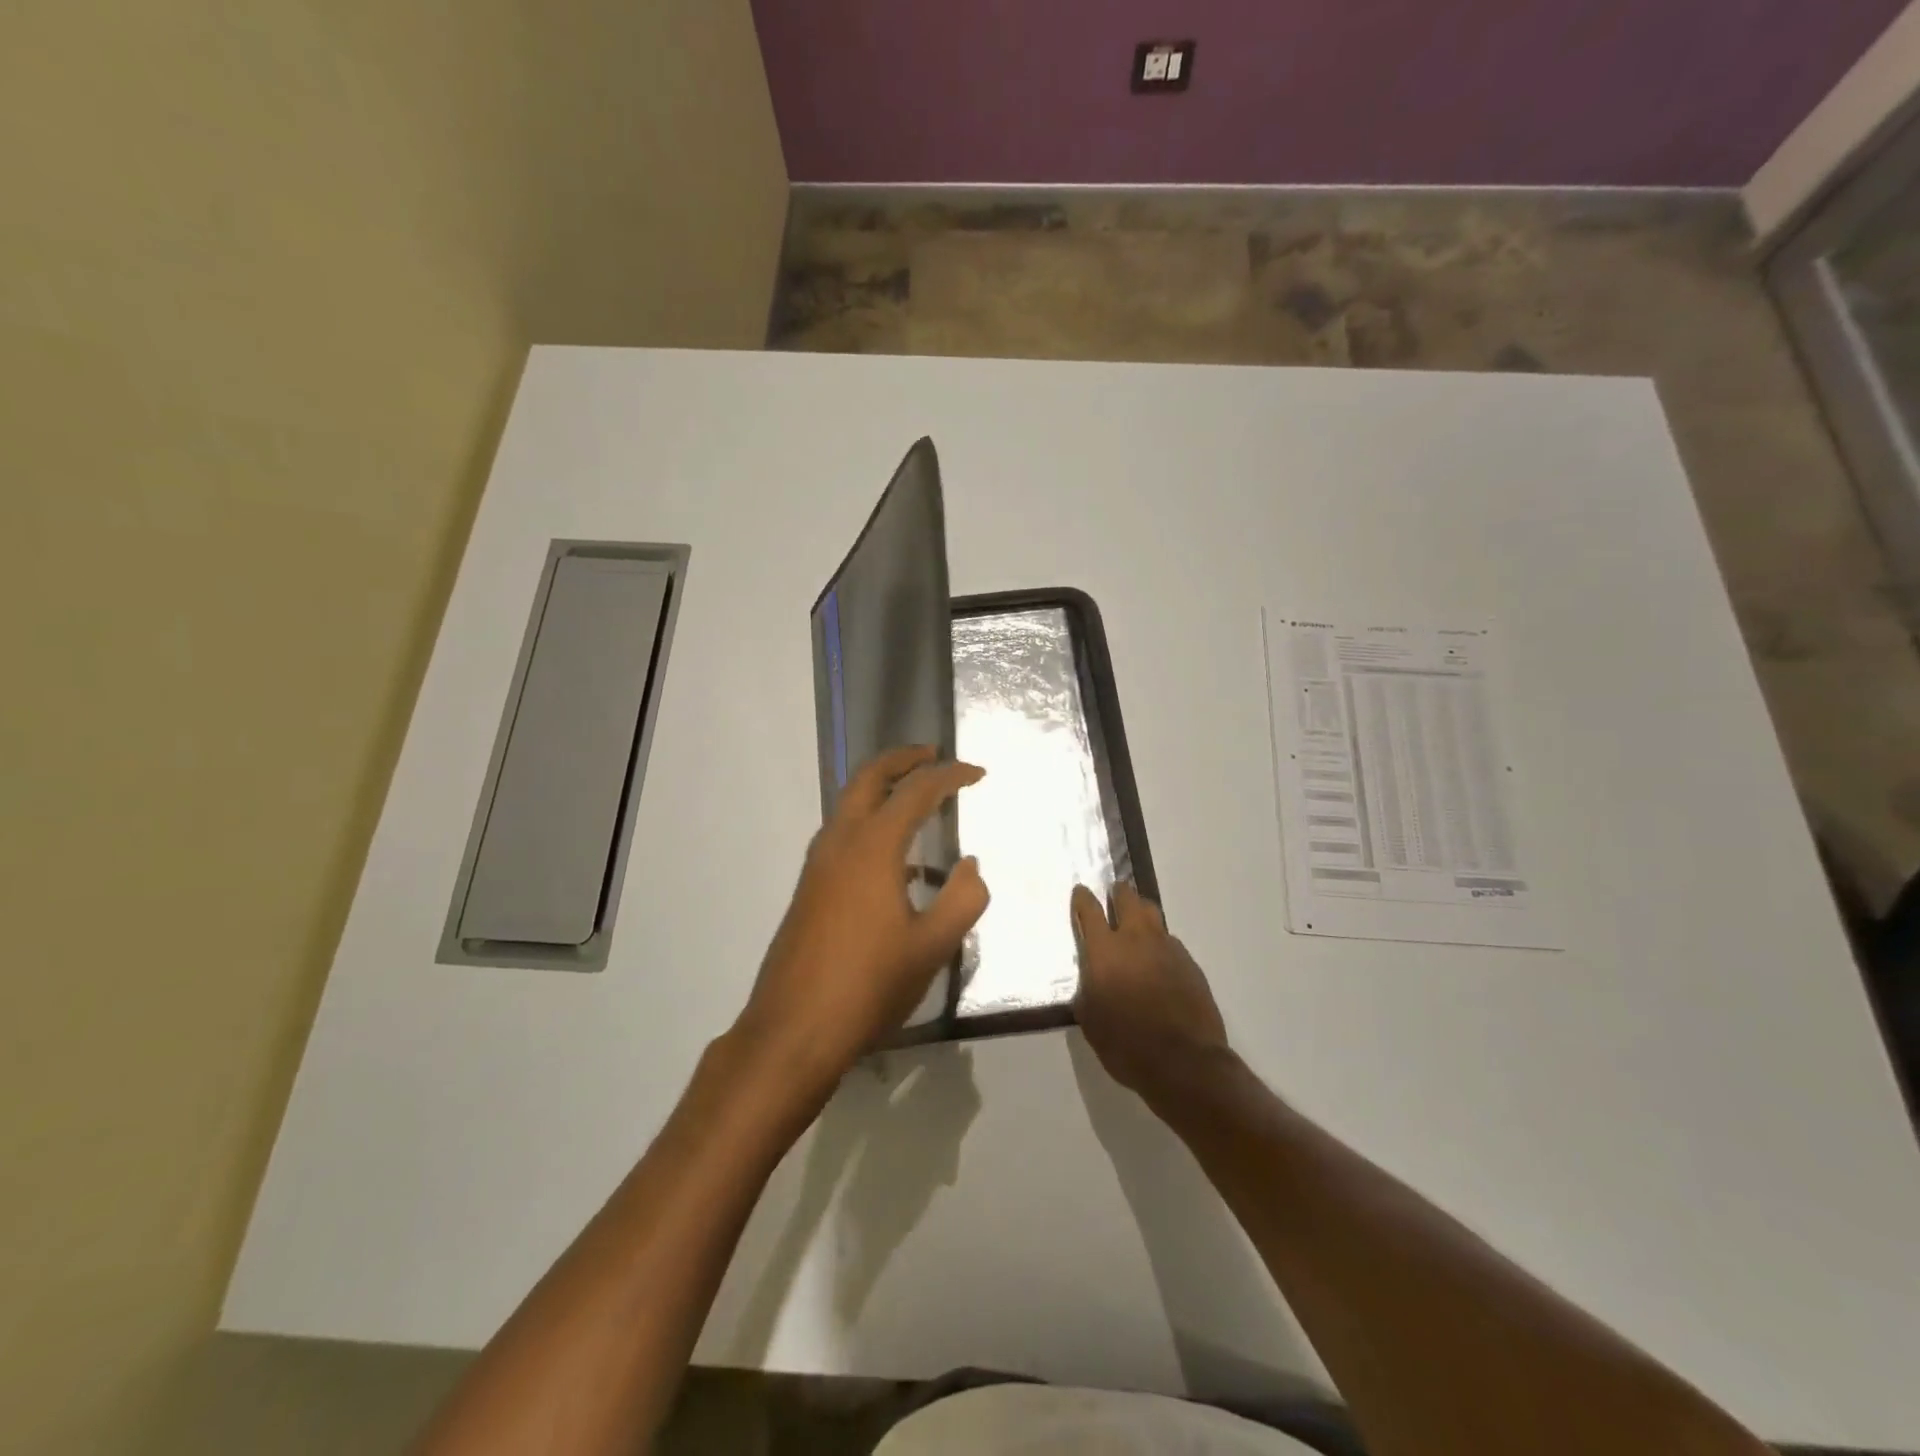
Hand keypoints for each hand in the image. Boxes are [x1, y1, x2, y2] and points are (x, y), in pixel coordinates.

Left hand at [735, 746, 989, 1091]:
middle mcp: (839, 843)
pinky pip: (842, 836)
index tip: (978, 773)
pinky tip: (897, 863)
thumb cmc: (869, 985)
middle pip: (868, 779)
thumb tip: (972, 865)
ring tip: (917, 799)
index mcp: (873, 847)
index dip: (950, 776)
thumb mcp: (932, 947)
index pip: (916, 792)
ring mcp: (817, 866)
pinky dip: (870, 824)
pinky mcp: (808, 889)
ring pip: (849, 805)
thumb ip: (963, 899)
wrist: (793, 1030)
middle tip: (933, 755)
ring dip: (881, 790)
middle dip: (902, 760)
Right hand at [1071, 882, 1230, 1099]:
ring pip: (1153, 914)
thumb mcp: (1091, 1021)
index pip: (1090, 910)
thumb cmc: (1126, 1044)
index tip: (1080, 892)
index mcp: (1105, 950)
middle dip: (1118, 893)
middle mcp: (1136, 939)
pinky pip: (1170, 942)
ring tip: (1137, 923)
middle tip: (1114, 895)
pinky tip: (1159, 962)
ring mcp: (1167, 948)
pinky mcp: (1190, 963)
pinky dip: (1160, 944)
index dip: (1082, 898)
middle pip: (1128, 898)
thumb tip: (1092, 982)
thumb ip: (1088, 992)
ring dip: (1141, 912)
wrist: (1184, 1062)